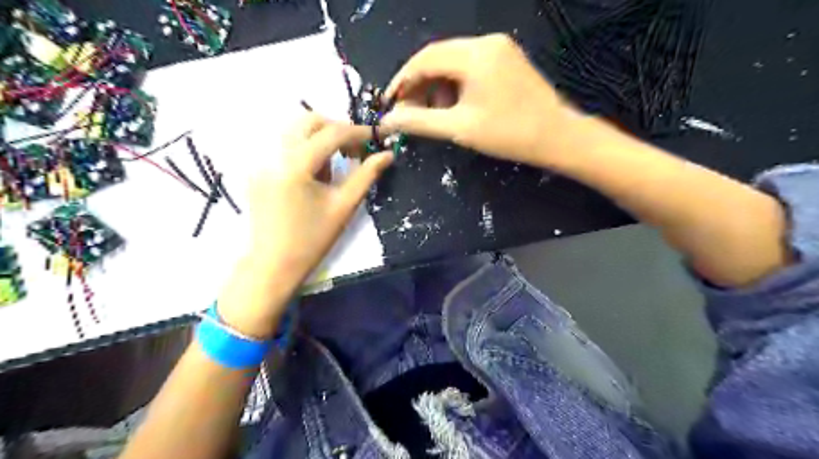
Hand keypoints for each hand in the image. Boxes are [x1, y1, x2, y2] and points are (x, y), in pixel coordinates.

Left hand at [213, 115, 393, 336]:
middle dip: (336, 130)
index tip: (376, 137)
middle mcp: (274, 154)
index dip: (358, 132)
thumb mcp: (344, 206)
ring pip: (295, 131)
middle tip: (354, 152)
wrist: (273, 264)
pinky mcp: (257, 170)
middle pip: (308, 121)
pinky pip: (285, 147)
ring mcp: (262, 161)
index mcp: (295, 165)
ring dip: (320, 140)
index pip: (331, 133)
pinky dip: (305, 151)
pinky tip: (313, 177)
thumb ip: (366, 175)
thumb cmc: (312, 239)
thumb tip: (387, 154)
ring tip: (334, 169)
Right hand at [381, 34, 571, 165]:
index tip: (390, 104)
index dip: (402, 81)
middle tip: (409, 112)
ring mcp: (500, 49)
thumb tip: (387, 121)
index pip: (424, 59)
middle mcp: (487, 42)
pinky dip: (456, 86)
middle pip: (438, 58)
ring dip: (437, 87)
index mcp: (475, 54)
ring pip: (454, 63)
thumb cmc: (509, 134)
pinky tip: (454, 107)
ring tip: (434, 115)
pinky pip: (470, 67)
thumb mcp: (459, 128)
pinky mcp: (507, 60)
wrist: (558, 137)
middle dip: (420, 86)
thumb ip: (419, 122)